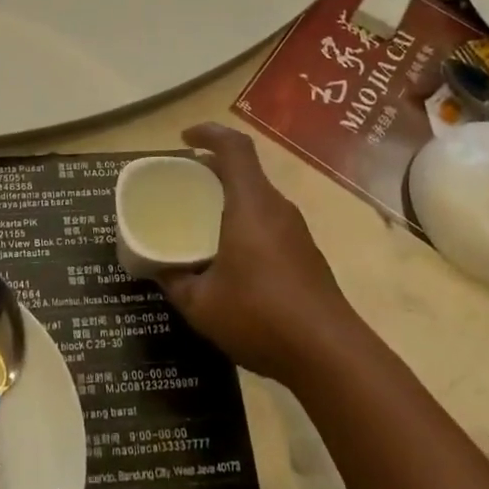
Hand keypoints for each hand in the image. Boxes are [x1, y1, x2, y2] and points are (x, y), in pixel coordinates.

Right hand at [149, 124, 357, 386]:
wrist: (330, 355)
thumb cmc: (260, 316)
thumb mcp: (201, 304)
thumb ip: (175, 281)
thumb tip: (158, 269)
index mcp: (251, 205)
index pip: (234, 147)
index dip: (208, 133)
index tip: (183, 139)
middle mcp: (277, 208)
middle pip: (245, 170)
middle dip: (212, 169)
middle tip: (182, 185)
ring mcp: (296, 231)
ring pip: (257, 197)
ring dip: (229, 198)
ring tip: (200, 220)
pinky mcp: (306, 254)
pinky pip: (268, 221)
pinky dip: (244, 221)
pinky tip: (228, 256)